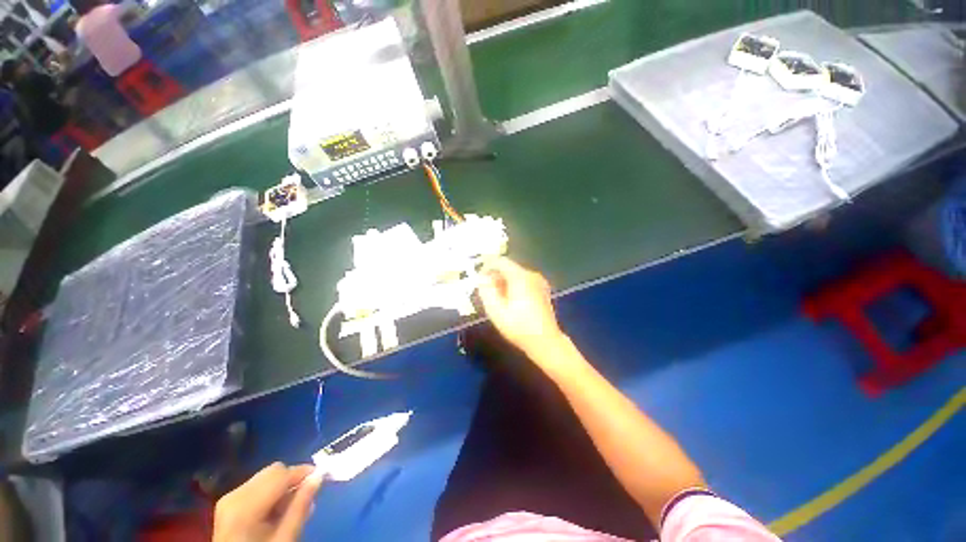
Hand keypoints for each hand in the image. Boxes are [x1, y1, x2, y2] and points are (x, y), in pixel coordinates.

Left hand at [214, 462, 322, 541]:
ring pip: (266, 477)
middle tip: (305, 497)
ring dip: (283, 487)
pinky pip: (257, 486)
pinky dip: (271, 493)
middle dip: (292, 480)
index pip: (281, 473)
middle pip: (273, 472)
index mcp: (245, 505)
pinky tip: (275, 511)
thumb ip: (301, 507)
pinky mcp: (228, 502)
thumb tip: (319, 476)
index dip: (303, 472)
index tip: (322, 476)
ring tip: (290, 507)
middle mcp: (234, 495)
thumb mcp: (285, 538)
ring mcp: (229, 498)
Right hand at [477, 257, 566, 358]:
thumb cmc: (519, 327)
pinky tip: (509, 300)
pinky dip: (513, 285)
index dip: (486, 265)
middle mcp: (531, 275)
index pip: (500, 261)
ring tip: (495, 296)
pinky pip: (523, 281)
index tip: (477, 276)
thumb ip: (486, 291)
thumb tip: (481, 278)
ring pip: (516, 274)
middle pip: (508, 267)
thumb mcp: (496, 311)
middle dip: (494, 275)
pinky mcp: (542, 289)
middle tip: (484, 289)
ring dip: (503, 281)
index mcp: (520, 277)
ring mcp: (539, 282)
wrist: (546, 342)